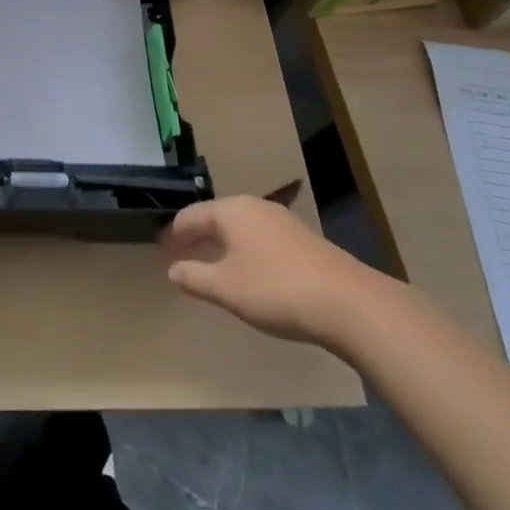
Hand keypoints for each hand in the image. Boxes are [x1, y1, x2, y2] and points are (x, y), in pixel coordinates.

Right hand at [161, 196, 379, 346]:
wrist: (347, 303)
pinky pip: (261, 239)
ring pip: (240, 228)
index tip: (161, 250)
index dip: (174, 234)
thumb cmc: (275, 289)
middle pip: (216, 217)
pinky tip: (249, 273)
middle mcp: (254, 207)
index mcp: (231, 211)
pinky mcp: (303, 240)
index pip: (191, 216)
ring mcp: (282, 221)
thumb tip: (173, 269)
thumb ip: (195, 277)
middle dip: (197, 236)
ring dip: (222, 244)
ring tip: (212, 265)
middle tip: (181, 256)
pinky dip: (245, 251)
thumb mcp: (226, 288)